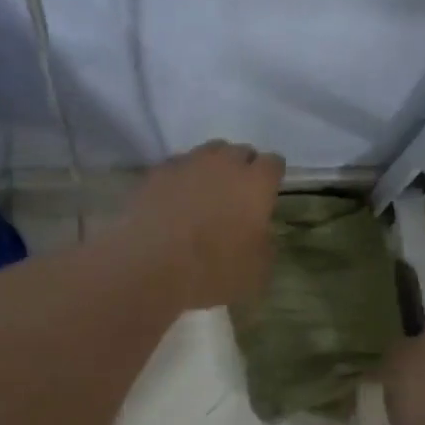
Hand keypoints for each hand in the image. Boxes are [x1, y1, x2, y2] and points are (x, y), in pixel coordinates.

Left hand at [118, 140, 285, 310]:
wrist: (150, 269)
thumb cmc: (213, 272)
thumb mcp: (258, 271)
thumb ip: (266, 243)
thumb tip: (260, 232)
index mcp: (256, 184)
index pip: (274, 163)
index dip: (272, 177)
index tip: (267, 193)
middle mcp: (224, 164)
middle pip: (240, 151)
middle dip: (242, 168)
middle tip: (236, 195)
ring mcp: (187, 164)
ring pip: (207, 153)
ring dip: (211, 168)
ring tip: (204, 193)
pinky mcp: (156, 173)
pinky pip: (176, 166)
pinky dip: (181, 178)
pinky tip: (175, 199)